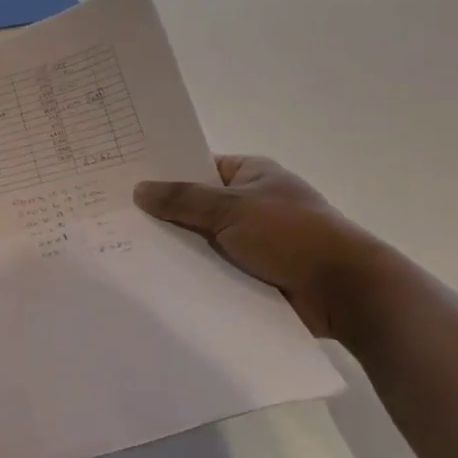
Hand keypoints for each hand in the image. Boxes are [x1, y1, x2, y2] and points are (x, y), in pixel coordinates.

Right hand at [134, 156, 384, 337]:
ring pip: (200, 238)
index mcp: (251, 174)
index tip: (123, 178)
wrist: (344, 292)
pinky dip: (189, 271)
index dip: (164, 171)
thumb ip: (183, 199)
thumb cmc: (292, 235)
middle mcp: (249, 203)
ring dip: (174, 245)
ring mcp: (250, 239)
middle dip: (162, 212)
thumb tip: (140, 189)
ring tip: (121, 246)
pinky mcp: (250, 273)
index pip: (197, 165)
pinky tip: (150, 275)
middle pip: (195, 204)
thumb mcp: (232, 208)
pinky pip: (210, 267)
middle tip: (112, 215)